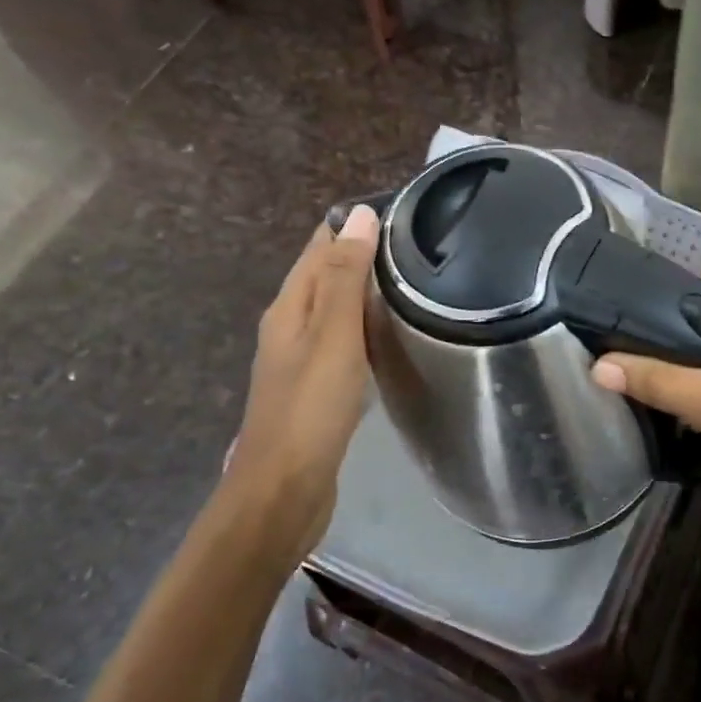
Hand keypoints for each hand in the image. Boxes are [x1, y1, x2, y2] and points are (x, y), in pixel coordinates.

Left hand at [222, 205, 380, 554]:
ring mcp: (299, 360)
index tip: (399, 211)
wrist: (283, 490)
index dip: (351, 224)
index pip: (318, 246)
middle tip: (417, 243)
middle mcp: (289, 326)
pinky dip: (364, 327)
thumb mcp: (333, 335)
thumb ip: (346, 277)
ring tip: (412, 280)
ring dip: (364, 291)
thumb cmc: (310, 408)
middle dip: (362, 254)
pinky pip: (342, 341)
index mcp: (289, 307)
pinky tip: (389, 335)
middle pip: (324, 275)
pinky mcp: (315, 388)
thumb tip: (359, 213)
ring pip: (334, 309)